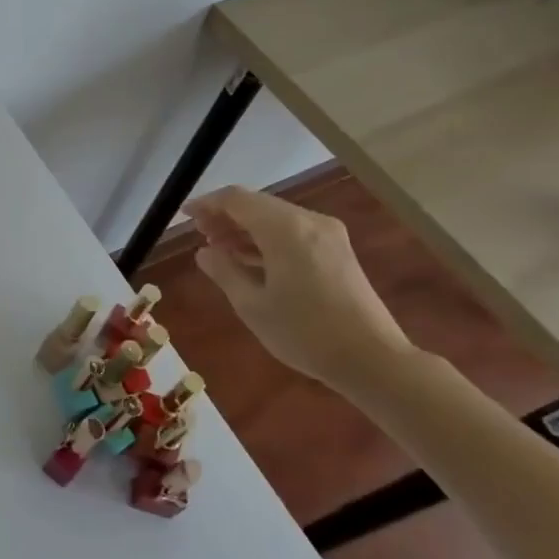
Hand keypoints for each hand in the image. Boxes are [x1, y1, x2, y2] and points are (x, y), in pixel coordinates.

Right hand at [184, 186, 416, 389]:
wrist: (373, 359)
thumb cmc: (305, 333)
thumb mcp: (252, 305)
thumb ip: (224, 271)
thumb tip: (204, 252)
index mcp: (284, 228)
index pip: (236, 199)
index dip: (207, 204)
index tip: (185, 216)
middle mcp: (308, 221)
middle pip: (257, 204)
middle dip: (225, 216)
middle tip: (200, 236)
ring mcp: (327, 235)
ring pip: (275, 217)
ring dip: (245, 228)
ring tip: (219, 249)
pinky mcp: (337, 251)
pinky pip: (292, 232)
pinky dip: (267, 239)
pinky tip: (250, 259)